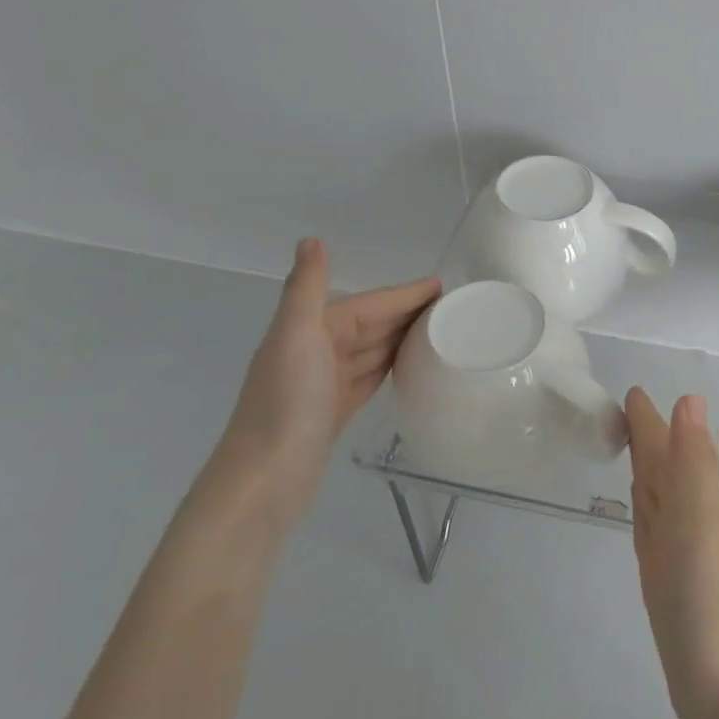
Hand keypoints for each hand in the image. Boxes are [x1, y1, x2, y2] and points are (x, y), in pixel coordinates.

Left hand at [206, 238, 438, 523]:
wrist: (265, 479)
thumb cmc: (286, 404)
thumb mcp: (296, 337)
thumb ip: (306, 289)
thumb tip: (310, 239)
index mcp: (310, 329)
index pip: (368, 304)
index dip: (403, 294)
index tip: (443, 286)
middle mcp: (316, 351)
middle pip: (372, 324)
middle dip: (407, 312)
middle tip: (453, 308)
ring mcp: (325, 383)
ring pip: (372, 350)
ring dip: (402, 337)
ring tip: (440, 331)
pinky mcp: (334, 411)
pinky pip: (369, 377)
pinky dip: (389, 366)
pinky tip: (408, 366)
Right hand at [627, 389, 718, 718]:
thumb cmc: (710, 597)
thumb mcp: (699, 518)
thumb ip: (692, 460)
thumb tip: (689, 397)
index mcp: (698, 496)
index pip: (668, 445)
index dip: (650, 420)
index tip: (631, 392)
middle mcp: (690, 516)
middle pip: (662, 465)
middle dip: (646, 436)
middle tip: (623, 410)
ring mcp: (678, 549)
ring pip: (657, 493)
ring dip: (646, 467)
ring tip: (631, 445)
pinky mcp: (666, 578)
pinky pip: (651, 527)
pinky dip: (644, 507)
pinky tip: (641, 502)